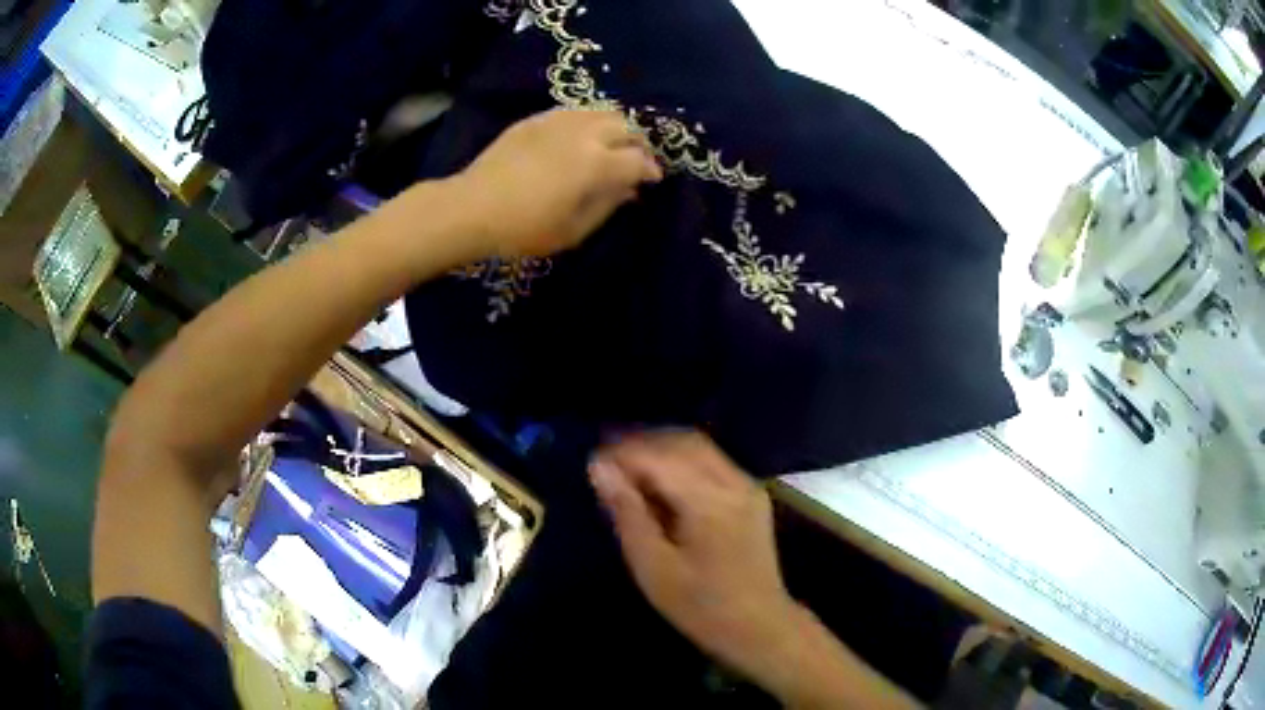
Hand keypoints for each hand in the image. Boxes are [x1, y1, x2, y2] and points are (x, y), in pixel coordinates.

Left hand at [452, 108, 662, 259]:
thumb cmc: (525, 228)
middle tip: (635, 160)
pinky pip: (575, 112)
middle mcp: (584, 134)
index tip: (652, 180)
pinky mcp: (536, 120)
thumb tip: (630, 190)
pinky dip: (589, 121)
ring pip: (602, 112)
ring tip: (612, 144)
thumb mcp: (574, 229)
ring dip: (616, 127)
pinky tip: (582, 136)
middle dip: (638, 144)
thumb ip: (608, 205)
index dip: (651, 170)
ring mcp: (558, 121)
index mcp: (596, 163)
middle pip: (626, 127)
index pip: (638, 160)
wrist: (472, 207)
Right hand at [588, 431, 797, 677]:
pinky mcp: (752, 495)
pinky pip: (712, 462)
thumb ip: (627, 513)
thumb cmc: (700, 605)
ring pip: (699, 447)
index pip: (659, 456)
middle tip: (607, 461)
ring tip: (627, 468)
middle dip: (641, 444)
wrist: (759, 626)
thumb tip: (600, 468)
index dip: (622, 454)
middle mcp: (733, 482)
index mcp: (709, 501)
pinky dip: (681, 462)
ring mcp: (747, 486)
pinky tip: (660, 482)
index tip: (591, 463)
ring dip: (661, 450)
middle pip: (682, 442)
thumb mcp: (653, 567)